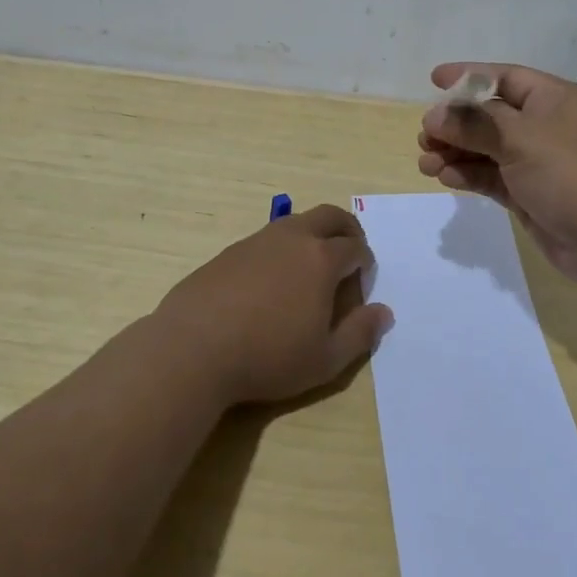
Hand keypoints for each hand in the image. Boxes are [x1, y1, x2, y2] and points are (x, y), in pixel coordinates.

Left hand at [154, 204, 391, 406]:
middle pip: (329, 216)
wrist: (193, 348)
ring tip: (310, 267)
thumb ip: (360, 334)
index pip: (355, 247)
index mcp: (321, 258)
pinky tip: (270, 282)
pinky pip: (266, 239)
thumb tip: (384, 312)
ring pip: (295, 222)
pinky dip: (281, 249)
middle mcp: (292, 238)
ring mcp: (257, 240)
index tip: (362, 283)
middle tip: (350, 252)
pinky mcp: (229, 251)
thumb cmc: (268, 357)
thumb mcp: (325, 360)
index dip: (365, 263)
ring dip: (312, 235)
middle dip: (347, 229)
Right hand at [417, 63, 576, 284]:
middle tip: (425, 136)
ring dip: (457, 153)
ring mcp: (539, 163)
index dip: (469, 77)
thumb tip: (435, 115)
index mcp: (553, 100)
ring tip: (426, 162)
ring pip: (488, 150)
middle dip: (456, 124)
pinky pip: (494, 178)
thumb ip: (474, 124)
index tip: (434, 80)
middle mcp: (546, 127)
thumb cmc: (572, 173)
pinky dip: (470, 176)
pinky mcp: (532, 195)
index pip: (505, 78)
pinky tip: (447, 179)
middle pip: (491, 116)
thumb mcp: (520, 139)